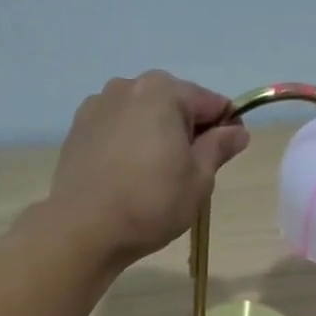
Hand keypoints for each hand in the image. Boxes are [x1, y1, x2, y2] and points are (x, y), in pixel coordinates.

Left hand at [46, 71, 249, 267]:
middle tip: (189, 173)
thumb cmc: (151, 203)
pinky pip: (117, 129)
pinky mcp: (78, 128)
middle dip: (187, 131)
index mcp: (163, 91)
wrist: (83, 229)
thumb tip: (237, 131)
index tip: (226, 157)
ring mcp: (98, 105)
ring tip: (154, 177)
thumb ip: (219, 147)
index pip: (211, 102)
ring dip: (156, 136)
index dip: (225, 128)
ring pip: (142, 116)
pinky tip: (127, 176)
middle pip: (173, 104)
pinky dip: (129, 144)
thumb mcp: (198, 179)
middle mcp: (128, 86)